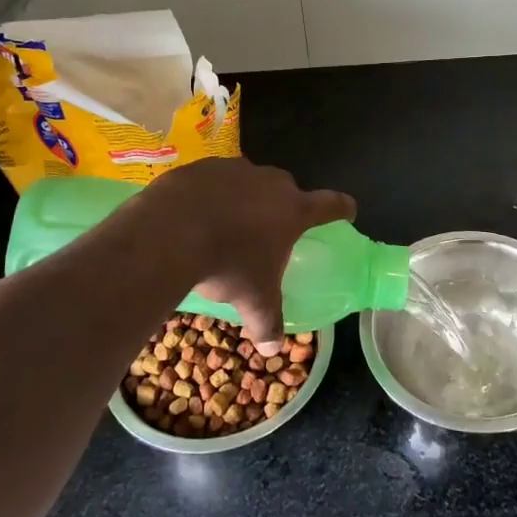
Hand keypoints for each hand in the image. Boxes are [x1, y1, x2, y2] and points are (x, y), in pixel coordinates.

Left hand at [139, 158, 355, 346]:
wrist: (169, 233)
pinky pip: (214, 180)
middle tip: (269, 231)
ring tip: (226, 225)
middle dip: (283, 206)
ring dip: (244, 198)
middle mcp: (270, 182)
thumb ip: (267, 323)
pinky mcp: (202, 167)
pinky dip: (211, 194)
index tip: (348, 210)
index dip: (342, 208)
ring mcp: (235, 169)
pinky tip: (195, 216)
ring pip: (249, 182)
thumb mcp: (252, 300)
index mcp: (293, 211)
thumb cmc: (227, 265)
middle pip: (287, 190)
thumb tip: (272, 350)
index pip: (330, 205)